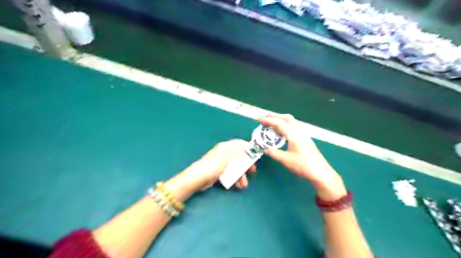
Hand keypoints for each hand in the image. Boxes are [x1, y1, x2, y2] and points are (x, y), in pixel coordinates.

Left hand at [165, 139, 258, 198]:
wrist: (196, 180)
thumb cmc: (212, 167)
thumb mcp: (226, 159)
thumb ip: (238, 152)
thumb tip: (249, 145)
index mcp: (225, 147)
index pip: (239, 143)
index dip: (248, 148)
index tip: (256, 154)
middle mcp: (224, 153)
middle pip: (239, 156)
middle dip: (246, 164)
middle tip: (253, 171)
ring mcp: (221, 163)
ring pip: (235, 166)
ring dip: (241, 174)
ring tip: (244, 184)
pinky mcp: (219, 171)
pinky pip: (230, 173)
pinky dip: (235, 178)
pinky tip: (238, 185)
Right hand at [259, 114, 344, 200]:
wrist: (321, 172)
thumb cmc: (303, 165)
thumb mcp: (286, 160)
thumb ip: (274, 153)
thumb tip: (264, 149)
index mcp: (294, 134)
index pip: (279, 123)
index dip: (268, 120)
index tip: (259, 119)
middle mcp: (299, 131)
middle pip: (286, 118)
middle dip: (275, 116)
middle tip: (265, 119)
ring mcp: (304, 134)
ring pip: (291, 121)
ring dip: (281, 120)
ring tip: (271, 124)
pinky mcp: (305, 138)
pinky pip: (294, 127)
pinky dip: (285, 125)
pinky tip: (282, 133)